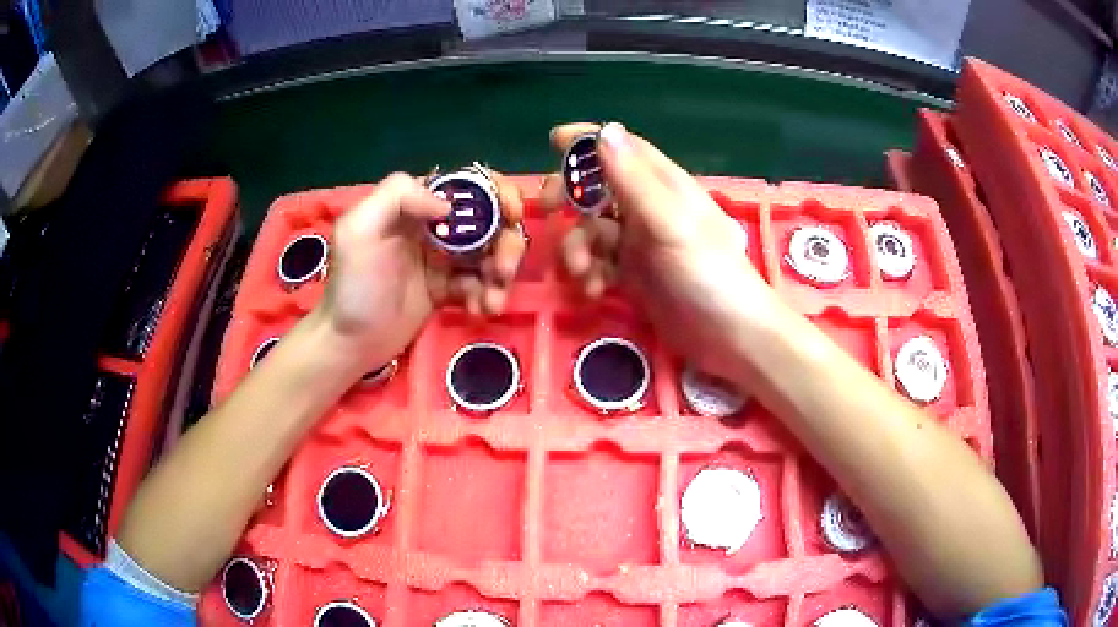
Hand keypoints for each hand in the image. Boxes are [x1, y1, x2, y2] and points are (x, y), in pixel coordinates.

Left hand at [318, 172, 525, 374]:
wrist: (350, 342)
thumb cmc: (353, 286)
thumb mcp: (358, 230)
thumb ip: (396, 196)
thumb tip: (448, 205)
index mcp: (414, 205)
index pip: (466, 185)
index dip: (497, 193)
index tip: (511, 215)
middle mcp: (433, 226)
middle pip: (488, 219)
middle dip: (505, 241)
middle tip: (503, 270)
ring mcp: (443, 259)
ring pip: (490, 253)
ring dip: (501, 273)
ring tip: (491, 300)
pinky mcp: (447, 289)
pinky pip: (480, 284)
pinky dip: (487, 295)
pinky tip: (479, 310)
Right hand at [542, 123, 776, 377]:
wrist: (730, 338)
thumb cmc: (709, 274)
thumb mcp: (671, 223)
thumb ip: (635, 181)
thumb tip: (605, 130)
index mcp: (664, 187)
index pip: (623, 149)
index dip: (588, 141)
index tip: (552, 140)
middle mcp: (650, 210)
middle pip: (598, 189)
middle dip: (571, 198)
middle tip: (549, 210)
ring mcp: (641, 245)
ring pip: (593, 230)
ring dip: (578, 247)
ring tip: (582, 272)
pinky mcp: (635, 277)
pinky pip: (599, 264)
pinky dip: (589, 274)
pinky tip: (594, 292)